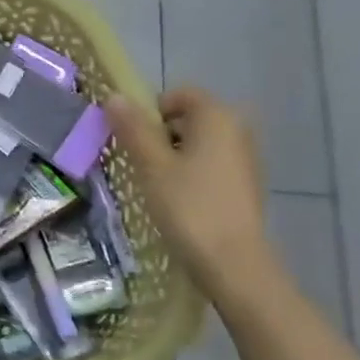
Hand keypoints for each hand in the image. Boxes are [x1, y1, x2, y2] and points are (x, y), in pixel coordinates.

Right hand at [107, 89, 287, 306]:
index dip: (150, 111)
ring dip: (174, 157)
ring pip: (198, 144)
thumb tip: (114, 97)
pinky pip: (211, 165)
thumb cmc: (189, 207)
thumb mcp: (152, 166)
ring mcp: (246, 158)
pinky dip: (191, 174)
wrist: (234, 264)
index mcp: (217, 115)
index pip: (178, 95)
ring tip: (156, 187)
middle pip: (188, 118)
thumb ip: (133, 129)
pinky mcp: (246, 185)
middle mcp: (237, 129)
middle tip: (140, 166)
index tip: (133, 141)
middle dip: (159, 136)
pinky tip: (179, 202)